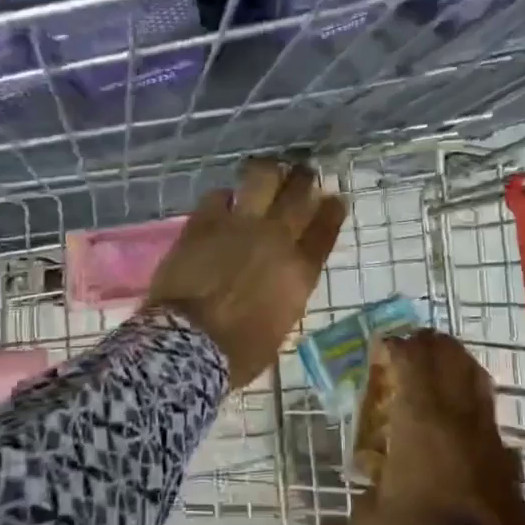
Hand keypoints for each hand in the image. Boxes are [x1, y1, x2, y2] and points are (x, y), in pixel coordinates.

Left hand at [146, 159, 344, 389]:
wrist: (190, 345)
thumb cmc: (239, 353)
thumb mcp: (280, 327)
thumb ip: (286, 294)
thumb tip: (281, 281)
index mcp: (300, 271)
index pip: (325, 229)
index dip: (332, 210)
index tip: (334, 198)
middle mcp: (277, 239)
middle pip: (299, 194)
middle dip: (305, 180)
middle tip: (304, 174)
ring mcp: (240, 225)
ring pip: (263, 177)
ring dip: (269, 172)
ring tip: (268, 172)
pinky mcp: (205, 221)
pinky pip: (219, 194)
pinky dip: (226, 196)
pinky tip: (224, 202)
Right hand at [352, 330, 524, 524]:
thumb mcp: (371, 519)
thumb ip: (366, 489)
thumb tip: (368, 481)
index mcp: (420, 418)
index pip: (411, 357)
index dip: (394, 345)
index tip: (380, 349)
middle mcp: (456, 413)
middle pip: (448, 354)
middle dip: (426, 344)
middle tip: (406, 350)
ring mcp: (486, 430)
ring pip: (474, 375)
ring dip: (453, 362)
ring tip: (434, 369)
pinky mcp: (505, 452)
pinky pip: (486, 407)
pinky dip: (470, 397)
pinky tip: (456, 416)